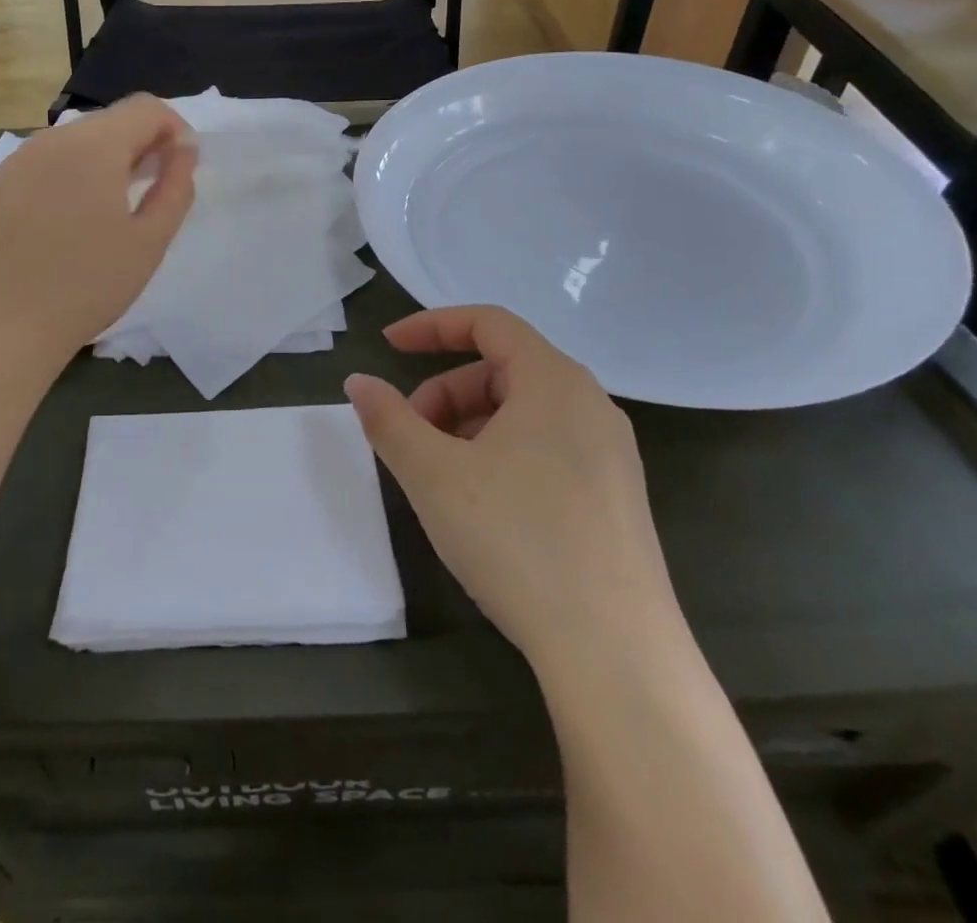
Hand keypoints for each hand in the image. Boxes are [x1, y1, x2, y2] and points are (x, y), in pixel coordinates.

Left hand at [0, 97, 196, 370]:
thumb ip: (176, 186)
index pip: (145, 108)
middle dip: (140, 143)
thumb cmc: (87, 286)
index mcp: (93, 146)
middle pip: (110, 121)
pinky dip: (71, 173)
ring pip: (76, 140)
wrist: (1, 328)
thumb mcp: (149, 241)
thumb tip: (184, 148)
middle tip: (153, 190)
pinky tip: (71, 218)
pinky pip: (46, 161)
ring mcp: (17, 159)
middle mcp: (51, 139)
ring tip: (113, 207)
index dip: (173, 130)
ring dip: (105, 158)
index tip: (180, 168)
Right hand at [344, 307, 675, 664]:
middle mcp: (590, 404)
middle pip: (502, 369)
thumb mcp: (433, 475)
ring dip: (469, 426)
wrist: (616, 654)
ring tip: (440, 477)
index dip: (432, 326)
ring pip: (523, 412)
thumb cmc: (518, 541)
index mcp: (554, 381)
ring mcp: (610, 452)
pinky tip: (482, 505)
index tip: (388, 346)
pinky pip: (546, 446)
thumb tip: (360, 383)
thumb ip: (388, 420)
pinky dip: (500, 452)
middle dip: (445, 393)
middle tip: (409, 438)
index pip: (489, 323)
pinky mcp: (615, 496)